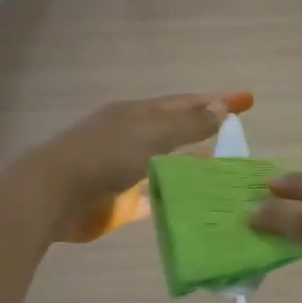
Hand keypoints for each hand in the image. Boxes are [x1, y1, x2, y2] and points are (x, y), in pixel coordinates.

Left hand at [31, 92, 251, 240]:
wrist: (53, 196)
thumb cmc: (103, 157)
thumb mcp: (150, 134)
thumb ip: (187, 125)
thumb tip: (222, 108)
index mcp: (137, 114)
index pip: (185, 103)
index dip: (216, 101)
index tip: (248, 101)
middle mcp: (134, 138)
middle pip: (178, 132)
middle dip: (207, 132)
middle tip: (241, 139)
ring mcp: (129, 170)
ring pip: (171, 165)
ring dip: (196, 166)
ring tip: (229, 172)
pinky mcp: (125, 201)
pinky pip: (160, 196)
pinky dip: (180, 196)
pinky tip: (201, 202)